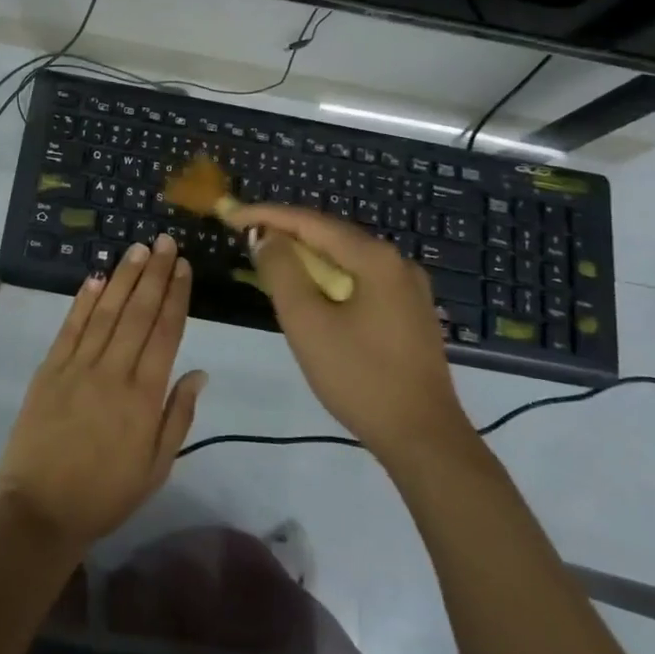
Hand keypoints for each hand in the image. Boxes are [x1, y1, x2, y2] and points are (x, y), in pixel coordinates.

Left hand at [0, 235, 207, 555]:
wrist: (39, 511)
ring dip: (124, 278)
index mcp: (143, 397)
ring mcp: (76, 367)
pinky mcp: (48, 369)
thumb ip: (178, 416)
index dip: (176, 297)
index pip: (165, 333)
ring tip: (138, 249)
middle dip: (155, 274)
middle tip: (166, 242)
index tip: (184, 267)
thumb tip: (199, 372)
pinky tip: (96, 277)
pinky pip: (70, 327)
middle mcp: (112, 372)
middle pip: (138, 313)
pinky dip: (83, 300)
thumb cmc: (106, 495)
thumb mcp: (156, 467)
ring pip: (105, 312)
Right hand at [232, 204, 472, 461]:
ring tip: (268, 261)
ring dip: (305, 257)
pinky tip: (308, 291)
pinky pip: (359, 279)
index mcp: (375, 258)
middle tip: (245, 237)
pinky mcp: (409, 312)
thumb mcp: (307, 322)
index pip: (310, 222)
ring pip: (345, 258)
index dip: (266, 215)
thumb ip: (281, 272)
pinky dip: (327, 277)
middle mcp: (397, 262)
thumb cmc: (360, 377)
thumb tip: (266, 237)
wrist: (424, 438)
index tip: (230, 216)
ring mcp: (408, 288)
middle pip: (330, 235)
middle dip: (285, 233)